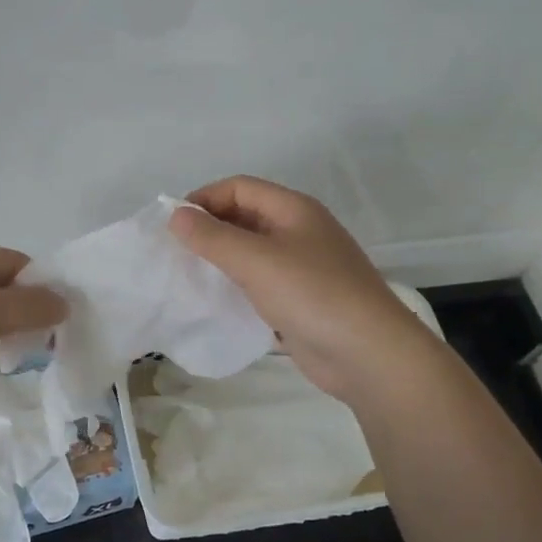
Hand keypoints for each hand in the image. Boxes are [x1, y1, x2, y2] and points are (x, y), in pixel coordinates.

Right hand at [169, 176, 432, 402]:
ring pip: (252, 253)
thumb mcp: (256, 261)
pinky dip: (236, 287)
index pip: (239, 188)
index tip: (172, 225)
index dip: (204, 199)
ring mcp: (302, 268)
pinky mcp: (301, 301)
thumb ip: (213, 237)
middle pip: (245, 217)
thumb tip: (176, 215)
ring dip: (221, 260)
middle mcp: (299, 232)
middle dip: (209, 229)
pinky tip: (216, 303)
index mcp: (293, 209)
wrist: (368, 354)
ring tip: (188, 277)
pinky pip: (260, 284)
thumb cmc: (312, 294)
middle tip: (175, 253)